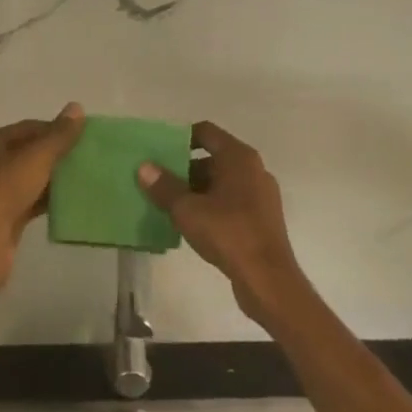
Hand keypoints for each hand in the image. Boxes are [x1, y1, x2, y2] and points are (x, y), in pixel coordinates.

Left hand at [0, 103, 85, 306]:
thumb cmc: (2, 194)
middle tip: (88, 156)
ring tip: (86, 176)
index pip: (27, 128)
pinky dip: (48, 199)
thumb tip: (77, 107)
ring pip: (30, 177)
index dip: (56, 129)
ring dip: (55, 177)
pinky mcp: (3, 217)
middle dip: (57, 154)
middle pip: (28, 152)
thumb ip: (58, 135)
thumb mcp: (35, 159)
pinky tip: (72, 200)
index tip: (84, 136)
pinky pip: (30, 200)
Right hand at [138, 121, 311, 329]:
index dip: (181, 138)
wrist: (267, 279)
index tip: (159, 152)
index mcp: (239, 157)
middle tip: (158, 182)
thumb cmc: (228, 233)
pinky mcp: (261, 217)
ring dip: (196, 190)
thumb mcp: (188, 209)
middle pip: (213, 158)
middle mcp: (253, 169)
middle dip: (184, 169)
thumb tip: (144, 166)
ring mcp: (261, 194)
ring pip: (221, 182)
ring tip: (169, 204)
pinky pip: (231, 201)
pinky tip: (192, 224)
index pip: (206, 132)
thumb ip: (165, 186)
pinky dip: (211, 206)